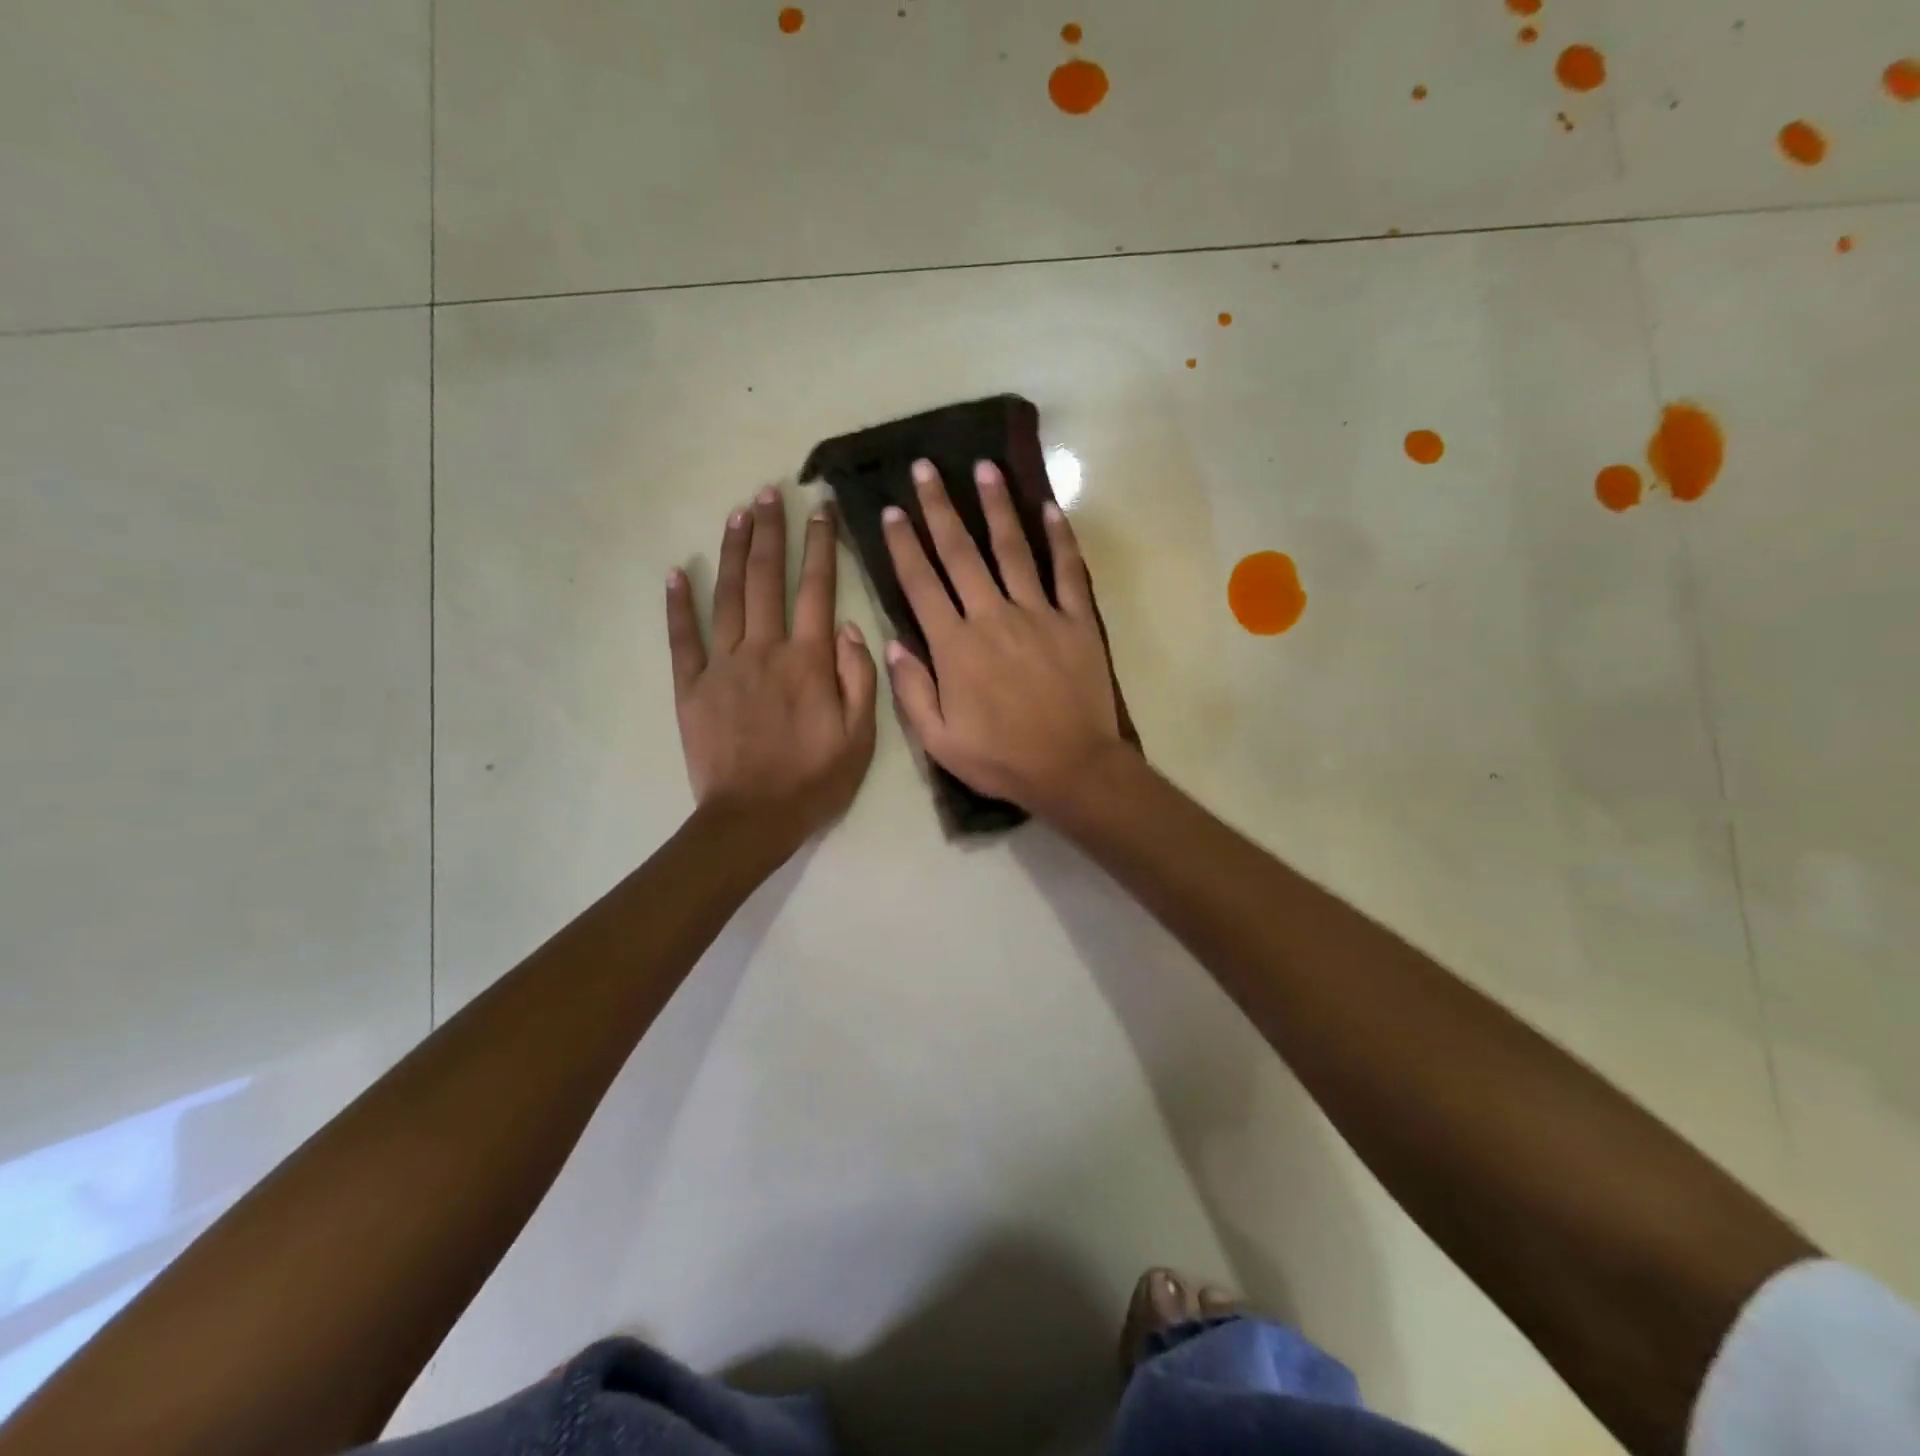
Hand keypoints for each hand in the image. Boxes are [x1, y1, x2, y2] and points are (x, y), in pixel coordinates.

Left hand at [667, 487, 876, 841]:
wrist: (752, 818)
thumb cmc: (814, 780)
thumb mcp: (860, 737)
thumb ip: (858, 678)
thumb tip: (849, 627)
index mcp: (808, 661)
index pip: (817, 589)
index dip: (819, 546)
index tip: (819, 509)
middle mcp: (764, 650)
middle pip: (766, 580)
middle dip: (770, 532)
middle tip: (769, 491)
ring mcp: (723, 665)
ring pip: (727, 597)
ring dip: (732, 551)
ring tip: (737, 513)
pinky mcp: (692, 686)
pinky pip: (683, 638)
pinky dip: (679, 604)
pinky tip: (677, 572)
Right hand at [881, 459, 1125, 816]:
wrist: (1072, 769)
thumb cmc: (1001, 759)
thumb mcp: (939, 741)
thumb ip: (911, 691)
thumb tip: (891, 643)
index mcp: (955, 647)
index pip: (921, 584)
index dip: (903, 545)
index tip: (891, 511)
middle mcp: (992, 617)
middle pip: (960, 554)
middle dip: (939, 509)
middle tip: (925, 468)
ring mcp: (1038, 614)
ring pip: (1012, 550)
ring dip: (996, 506)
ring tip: (983, 468)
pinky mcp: (1076, 621)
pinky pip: (1067, 571)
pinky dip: (1060, 538)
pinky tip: (1050, 508)